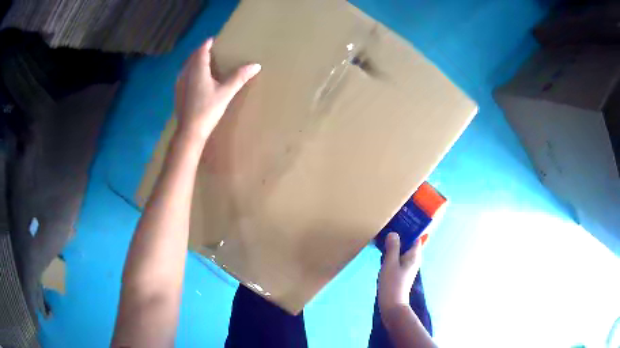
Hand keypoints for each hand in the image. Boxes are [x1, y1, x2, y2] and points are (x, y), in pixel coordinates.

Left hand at [175, 37, 260, 140]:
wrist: (190, 131)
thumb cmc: (207, 110)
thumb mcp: (226, 93)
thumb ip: (239, 78)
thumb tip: (256, 65)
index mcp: (198, 70)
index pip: (201, 51)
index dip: (207, 44)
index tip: (213, 39)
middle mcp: (186, 74)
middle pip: (192, 57)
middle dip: (200, 51)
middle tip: (209, 49)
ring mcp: (180, 84)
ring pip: (186, 67)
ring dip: (194, 61)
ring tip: (203, 62)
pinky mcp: (178, 93)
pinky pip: (184, 76)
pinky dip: (190, 72)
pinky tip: (195, 79)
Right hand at [378, 232, 422, 315]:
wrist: (392, 304)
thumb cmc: (392, 283)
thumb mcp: (390, 263)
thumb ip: (392, 247)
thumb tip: (393, 233)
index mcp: (414, 255)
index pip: (417, 237)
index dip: (411, 228)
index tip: (401, 219)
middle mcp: (413, 259)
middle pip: (410, 242)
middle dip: (401, 234)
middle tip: (389, 224)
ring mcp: (407, 266)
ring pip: (403, 249)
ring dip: (395, 243)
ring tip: (384, 234)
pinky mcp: (400, 271)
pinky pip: (398, 256)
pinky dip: (392, 251)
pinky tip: (382, 249)